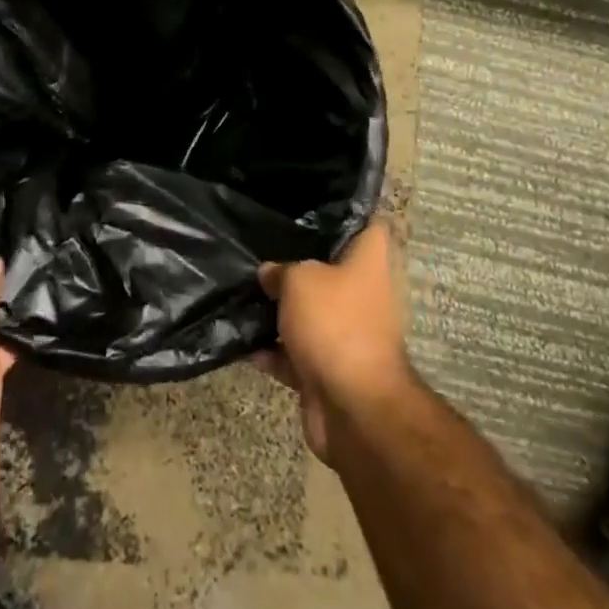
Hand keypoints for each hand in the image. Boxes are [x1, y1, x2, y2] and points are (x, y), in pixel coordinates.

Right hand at [254, 222, 412, 466]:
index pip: (366, 223)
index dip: (345, 209)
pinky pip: (293, 352)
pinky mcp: (326, 369)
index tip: (312, 200)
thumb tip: (269, 273)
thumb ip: (281, 269)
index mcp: (368, 262)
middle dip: (296, 261)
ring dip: (279, 309)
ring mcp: (345, 333)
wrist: (353, 407)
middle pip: (329, 268)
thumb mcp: (300, 279)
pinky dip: (271, 350)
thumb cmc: (335, 324)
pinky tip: (240, 341)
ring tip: (241, 289)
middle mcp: (361, 293)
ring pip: (308, 311)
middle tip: (261, 243)